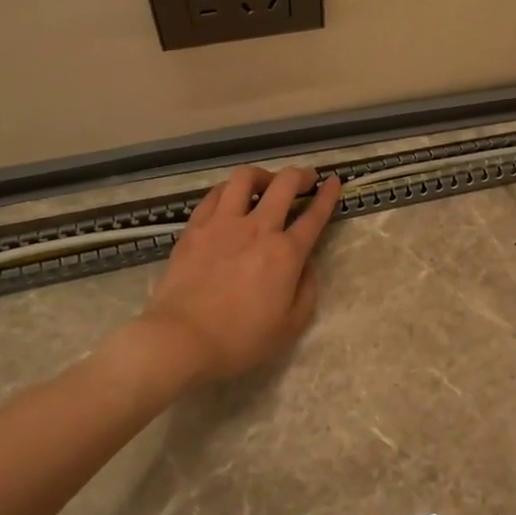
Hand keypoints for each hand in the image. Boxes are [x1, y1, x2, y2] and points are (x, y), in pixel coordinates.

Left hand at [135, 165, 341, 383]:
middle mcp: (258, 228)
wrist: (182, 338)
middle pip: (284, 184)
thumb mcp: (291, 325)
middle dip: (300, 175)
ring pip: (244, 179)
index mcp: (286, 253)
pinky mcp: (195, 228)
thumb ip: (306, 289)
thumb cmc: (241, 339)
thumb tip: (305, 265)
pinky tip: (230, 199)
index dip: (327, 196)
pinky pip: (214, 195)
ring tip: (264, 185)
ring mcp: (222, 224)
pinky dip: (228, 191)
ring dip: (261, 176)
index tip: (334, 181)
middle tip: (305, 179)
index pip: (314, 215)